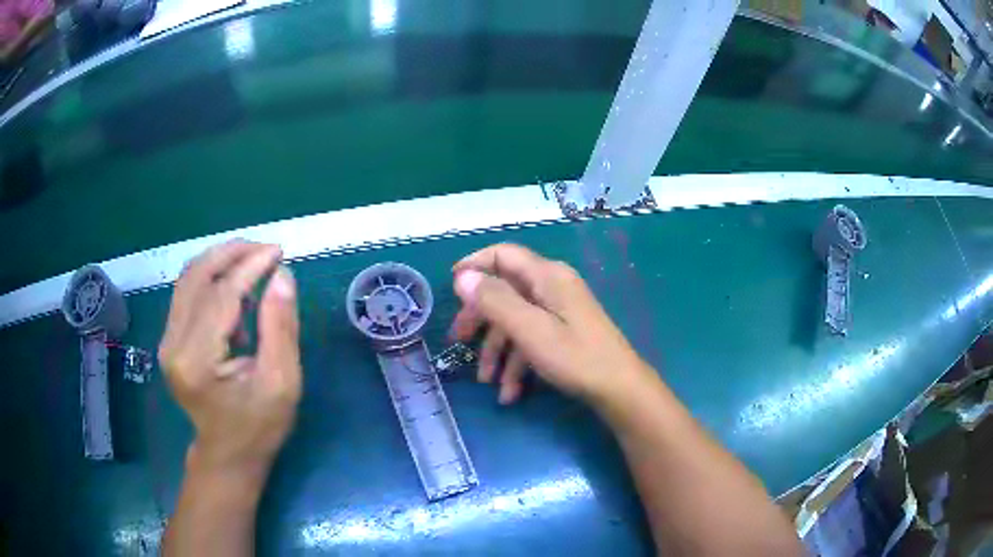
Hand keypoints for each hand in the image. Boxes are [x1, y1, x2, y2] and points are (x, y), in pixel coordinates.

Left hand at [158, 240, 301, 471]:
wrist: (227, 455)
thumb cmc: (259, 427)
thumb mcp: (282, 384)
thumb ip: (280, 328)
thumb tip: (282, 275)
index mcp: (198, 360)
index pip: (221, 296)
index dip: (250, 267)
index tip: (279, 252)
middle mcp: (173, 345)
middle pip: (197, 277)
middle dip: (232, 254)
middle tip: (266, 249)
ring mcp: (166, 341)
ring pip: (189, 280)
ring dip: (220, 261)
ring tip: (253, 259)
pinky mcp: (169, 340)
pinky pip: (187, 294)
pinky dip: (212, 279)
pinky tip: (236, 287)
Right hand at [450, 243, 652, 405]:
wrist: (618, 389)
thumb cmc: (575, 357)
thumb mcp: (529, 330)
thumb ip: (495, 301)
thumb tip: (463, 276)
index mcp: (546, 276)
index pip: (503, 255)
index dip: (474, 266)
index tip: (450, 287)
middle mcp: (552, 286)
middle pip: (505, 290)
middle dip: (480, 317)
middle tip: (458, 340)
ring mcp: (559, 310)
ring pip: (515, 320)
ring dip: (497, 350)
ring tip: (486, 381)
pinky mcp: (564, 332)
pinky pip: (531, 338)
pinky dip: (517, 362)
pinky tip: (510, 393)